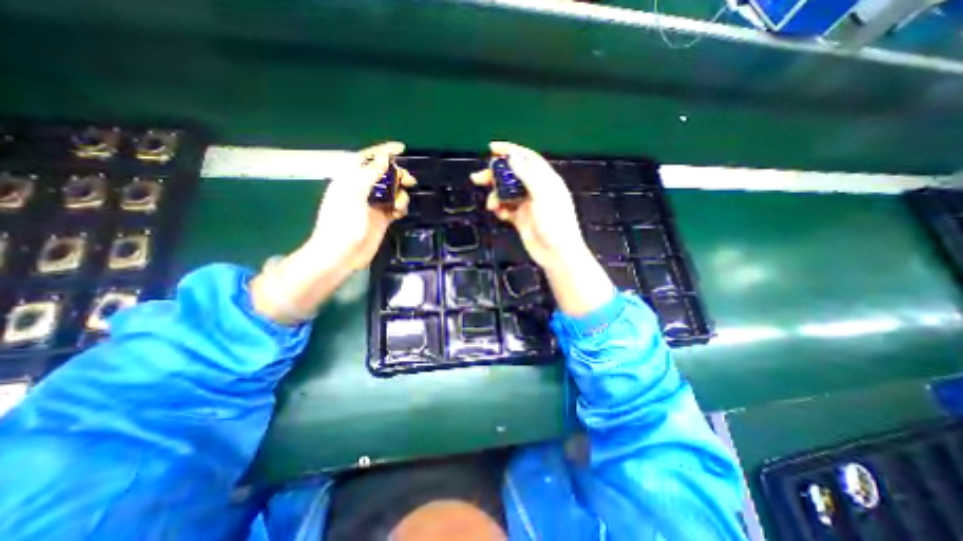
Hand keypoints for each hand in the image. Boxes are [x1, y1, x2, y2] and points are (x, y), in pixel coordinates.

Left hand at [308, 142, 414, 271]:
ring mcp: (373, 204)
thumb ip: (369, 175)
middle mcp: (362, 189)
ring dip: (400, 194)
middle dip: (398, 175)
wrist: (341, 254)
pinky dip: (400, 207)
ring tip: (399, 205)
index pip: (368, 158)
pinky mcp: (382, 218)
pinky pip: (395, 206)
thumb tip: (384, 159)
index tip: (402, 148)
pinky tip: (399, 213)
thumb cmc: (342, 223)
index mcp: (351, 179)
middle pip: (384, 175)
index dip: (384, 152)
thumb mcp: (354, 194)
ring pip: (393, 191)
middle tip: (410, 181)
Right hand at [471, 141, 612, 316]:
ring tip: (491, 204)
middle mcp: (536, 190)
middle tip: (479, 177)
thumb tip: (513, 157)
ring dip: (496, 195)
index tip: (492, 148)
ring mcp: (527, 205)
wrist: (556, 253)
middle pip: (512, 175)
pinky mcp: (521, 218)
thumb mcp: (543, 195)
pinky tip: (498, 213)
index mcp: (546, 180)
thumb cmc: (555, 223)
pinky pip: (506, 209)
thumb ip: (527, 175)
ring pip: (507, 193)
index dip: (510, 151)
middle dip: (496, 175)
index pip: (527, 159)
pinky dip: (500, 209)